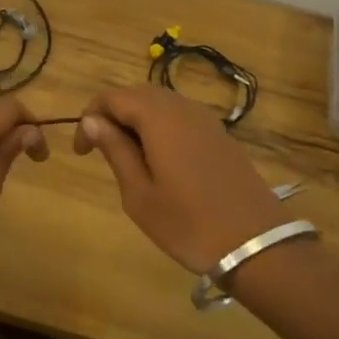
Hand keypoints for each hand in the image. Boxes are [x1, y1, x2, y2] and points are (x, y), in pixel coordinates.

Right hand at [73, 86, 283, 272]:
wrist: (256, 244)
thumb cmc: (188, 223)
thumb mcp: (139, 193)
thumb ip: (115, 150)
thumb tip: (91, 120)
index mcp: (158, 117)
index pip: (112, 97)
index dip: (90, 117)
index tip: (82, 152)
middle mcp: (182, 108)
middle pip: (137, 94)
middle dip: (113, 115)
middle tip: (101, 151)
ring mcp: (205, 119)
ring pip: (160, 104)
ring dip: (137, 121)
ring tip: (128, 158)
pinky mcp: (220, 135)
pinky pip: (181, 117)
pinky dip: (160, 128)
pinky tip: (160, 161)